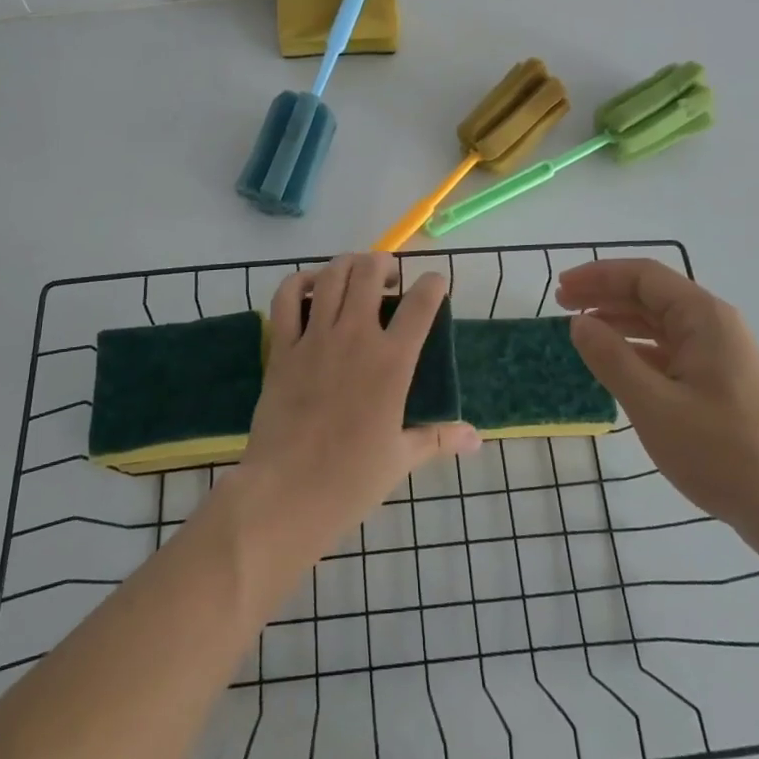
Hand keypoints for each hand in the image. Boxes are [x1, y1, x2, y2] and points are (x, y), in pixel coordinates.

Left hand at [238, 254, 480, 560]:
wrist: (286, 493)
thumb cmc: (350, 480)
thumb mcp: (401, 458)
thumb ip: (438, 438)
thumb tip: (476, 439)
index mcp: (392, 362)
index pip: (421, 304)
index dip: (433, 284)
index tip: (436, 283)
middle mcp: (355, 337)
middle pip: (370, 272)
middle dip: (384, 264)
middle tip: (389, 279)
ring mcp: (315, 337)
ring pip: (331, 275)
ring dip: (347, 264)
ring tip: (355, 275)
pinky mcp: (282, 347)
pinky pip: (286, 298)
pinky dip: (298, 281)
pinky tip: (310, 287)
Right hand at [556, 259, 758, 549]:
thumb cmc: (720, 452)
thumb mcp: (654, 405)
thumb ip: (611, 359)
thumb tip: (578, 324)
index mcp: (703, 318)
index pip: (644, 276)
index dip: (598, 276)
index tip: (561, 288)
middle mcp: (713, 325)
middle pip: (651, 295)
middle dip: (604, 295)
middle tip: (561, 305)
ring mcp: (718, 354)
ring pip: (658, 322)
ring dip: (618, 321)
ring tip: (580, 330)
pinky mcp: (718, 381)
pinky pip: (669, 349)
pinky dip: (636, 348)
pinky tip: (613, 362)